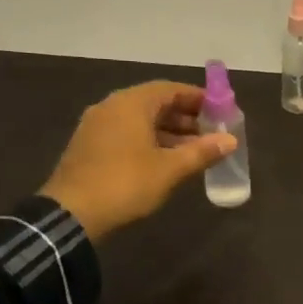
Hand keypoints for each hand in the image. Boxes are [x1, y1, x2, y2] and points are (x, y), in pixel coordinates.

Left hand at [40, 80, 235, 241]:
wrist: (71, 214)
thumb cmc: (126, 184)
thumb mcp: (170, 169)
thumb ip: (202, 152)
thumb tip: (231, 140)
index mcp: (131, 103)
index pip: (171, 89)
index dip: (198, 99)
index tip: (220, 112)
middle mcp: (112, 107)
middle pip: (155, 103)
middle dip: (185, 117)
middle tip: (211, 134)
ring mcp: (97, 126)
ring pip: (140, 121)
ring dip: (169, 132)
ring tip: (194, 151)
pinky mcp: (90, 146)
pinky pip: (126, 134)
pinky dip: (149, 141)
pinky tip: (166, 161)